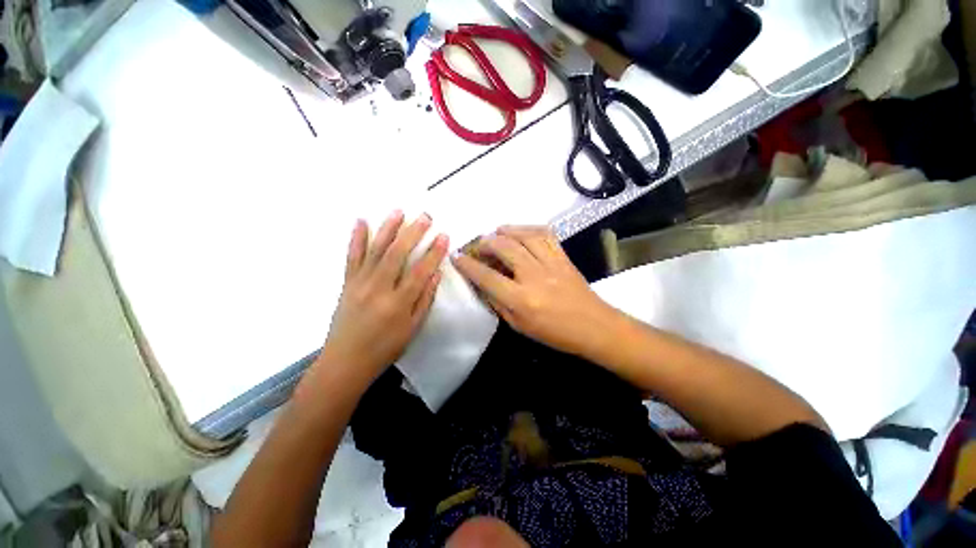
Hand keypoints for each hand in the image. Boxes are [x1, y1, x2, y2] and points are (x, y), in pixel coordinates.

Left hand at [318, 211, 448, 381]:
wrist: (345, 362)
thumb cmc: (385, 348)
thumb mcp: (413, 328)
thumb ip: (425, 299)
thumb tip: (435, 274)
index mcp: (398, 303)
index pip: (421, 271)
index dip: (434, 252)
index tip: (443, 236)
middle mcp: (378, 288)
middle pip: (397, 254)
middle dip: (413, 233)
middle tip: (425, 216)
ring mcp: (360, 283)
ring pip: (375, 250)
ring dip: (388, 228)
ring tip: (399, 211)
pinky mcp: (347, 283)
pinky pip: (352, 256)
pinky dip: (356, 238)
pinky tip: (361, 222)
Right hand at [452, 226, 617, 357]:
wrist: (594, 327)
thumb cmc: (555, 333)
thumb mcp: (519, 326)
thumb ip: (498, 303)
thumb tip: (483, 283)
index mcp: (521, 300)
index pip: (487, 277)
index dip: (468, 265)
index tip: (457, 257)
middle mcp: (534, 277)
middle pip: (504, 248)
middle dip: (486, 242)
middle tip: (479, 245)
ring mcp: (551, 264)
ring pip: (524, 236)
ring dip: (506, 231)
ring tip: (496, 232)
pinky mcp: (563, 257)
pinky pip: (545, 234)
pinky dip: (529, 229)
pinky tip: (521, 232)